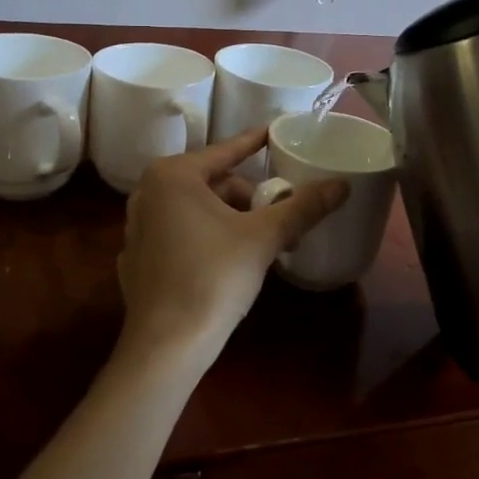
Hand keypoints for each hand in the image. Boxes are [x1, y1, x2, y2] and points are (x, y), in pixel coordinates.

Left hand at [115, 130, 347, 377]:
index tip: (274, 133)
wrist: (166, 345)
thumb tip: (342, 184)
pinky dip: (205, 239)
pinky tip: (225, 263)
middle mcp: (147, 193)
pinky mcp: (136, 260)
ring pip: (196, 210)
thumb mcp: (264, 237)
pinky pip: (179, 235)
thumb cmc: (214, 277)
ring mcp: (137, 228)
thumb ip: (302, 207)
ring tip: (261, 244)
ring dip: (231, 220)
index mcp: (173, 176)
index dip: (253, 142)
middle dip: (249, 199)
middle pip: (213, 184)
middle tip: (279, 219)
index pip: (225, 151)